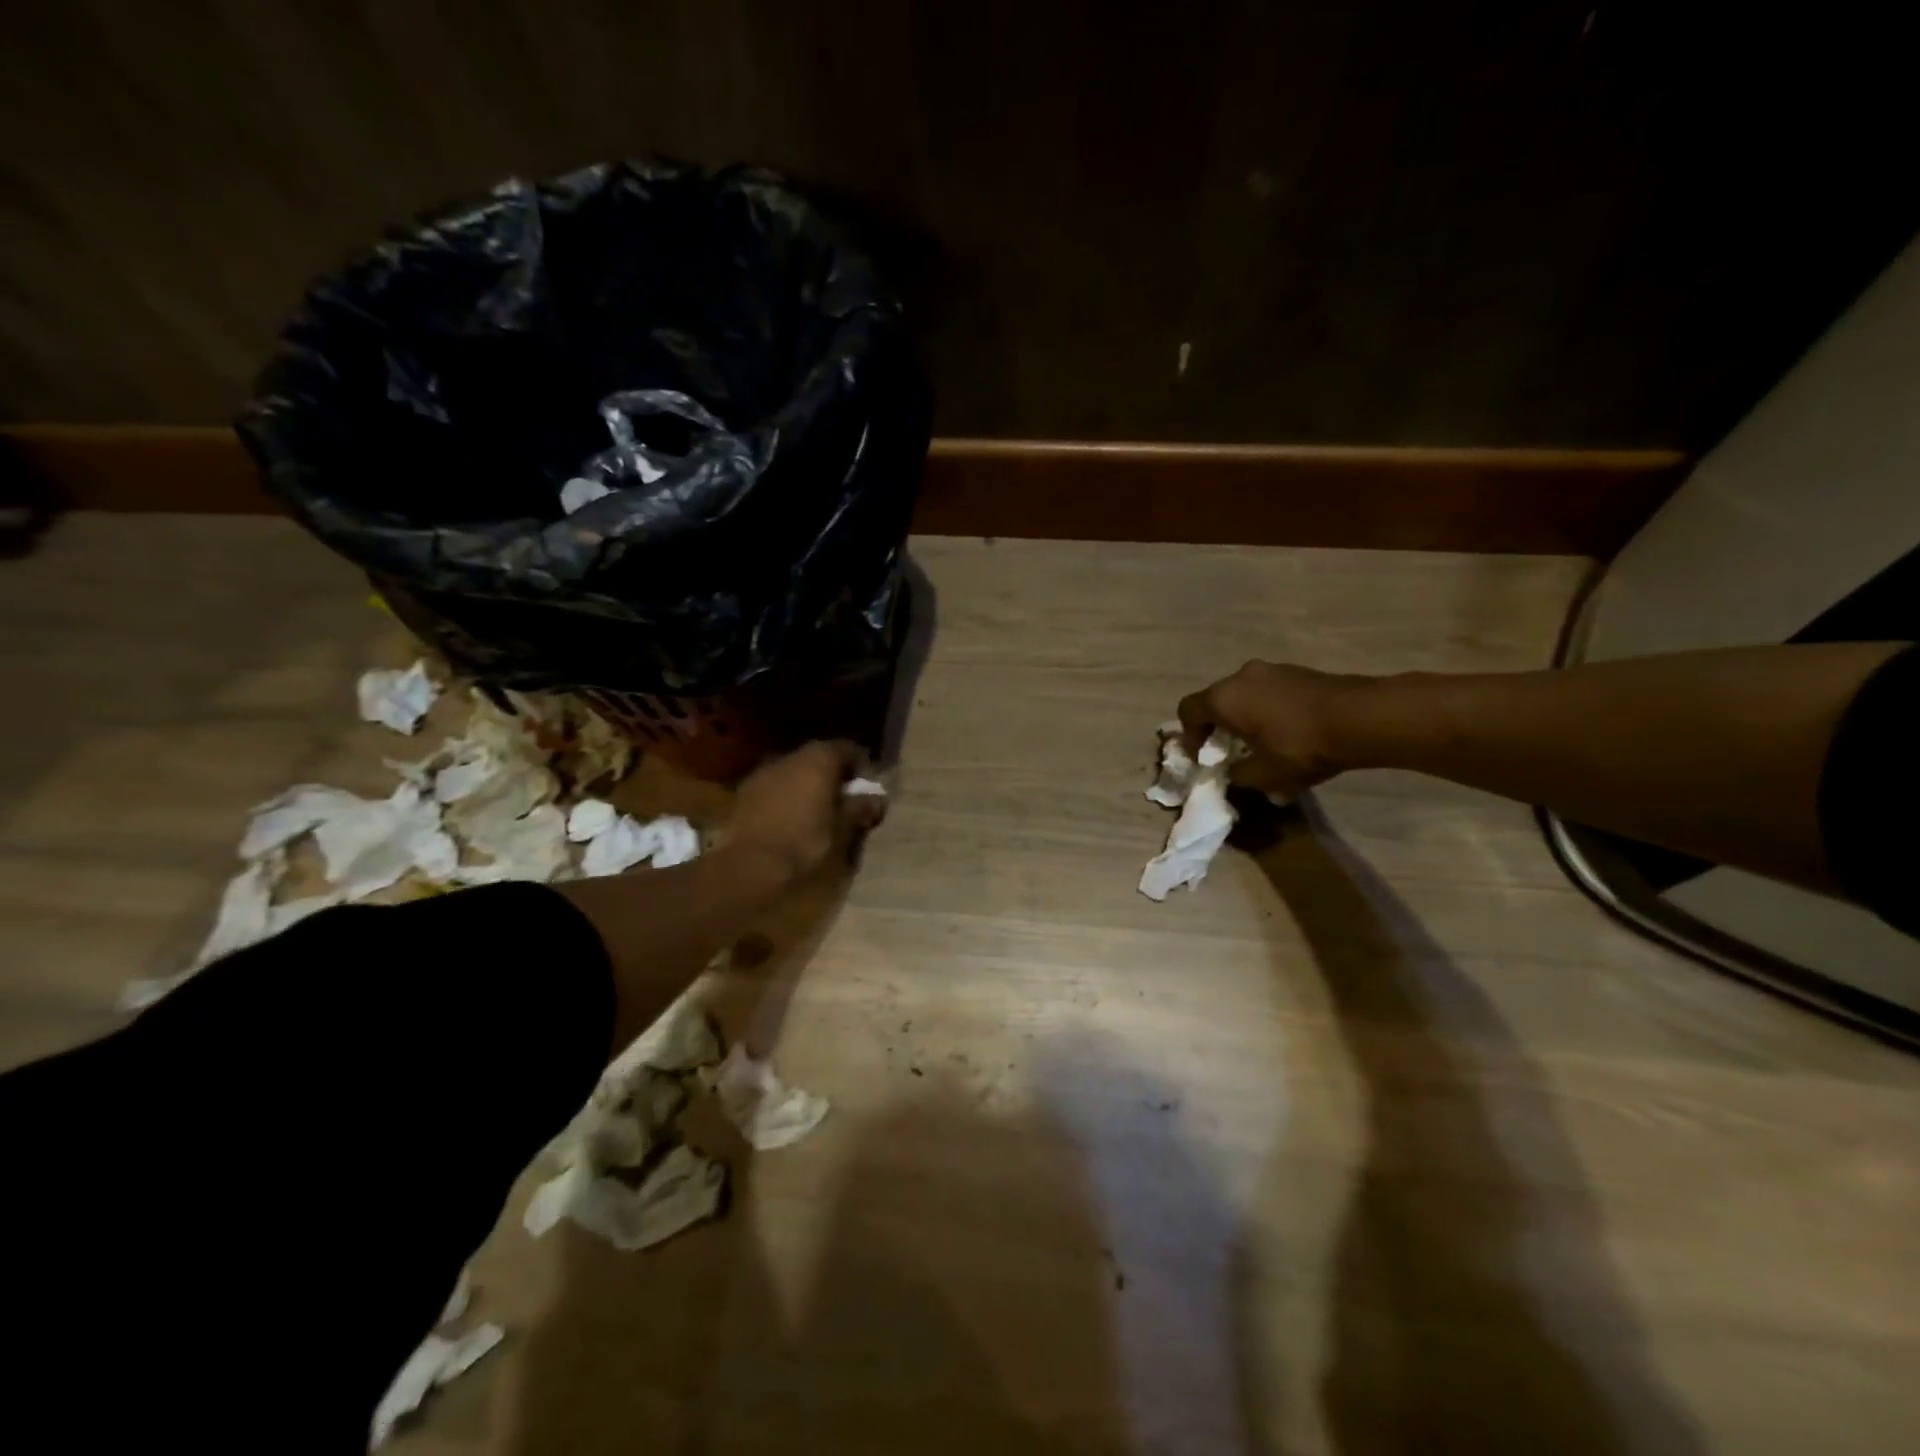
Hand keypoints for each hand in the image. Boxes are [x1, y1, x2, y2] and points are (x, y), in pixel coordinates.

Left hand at [725, 740, 885, 883]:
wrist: (749, 868)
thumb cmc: (805, 844)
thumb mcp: (843, 830)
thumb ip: (860, 809)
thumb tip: (876, 799)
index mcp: (818, 760)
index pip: (847, 749)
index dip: (862, 767)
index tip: (869, 790)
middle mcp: (788, 758)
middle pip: (818, 759)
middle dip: (833, 777)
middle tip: (845, 803)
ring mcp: (762, 774)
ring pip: (794, 773)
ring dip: (808, 788)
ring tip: (818, 815)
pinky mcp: (743, 795)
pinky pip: (774, 789)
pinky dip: (787, 799)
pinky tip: (791, 823)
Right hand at [1177, 661, 1367, 797]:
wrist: (1360, 718)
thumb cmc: (1299, 746)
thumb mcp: (1263, 775)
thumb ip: (1237, 775)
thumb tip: (1231, 773)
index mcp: (1223, 698)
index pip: (1187, 710)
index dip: (1188, 735)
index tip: (1202, 757)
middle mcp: (1241, 676)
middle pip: (1216, 700)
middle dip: (1218, 727)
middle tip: (1230, 751)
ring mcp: (1272, 669)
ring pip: (1244, 695)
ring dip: (1245, 717)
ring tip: (1262, 743)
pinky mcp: (1298, 671)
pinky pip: (1269, 692)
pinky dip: (1268, 710)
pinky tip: (1288, 732)